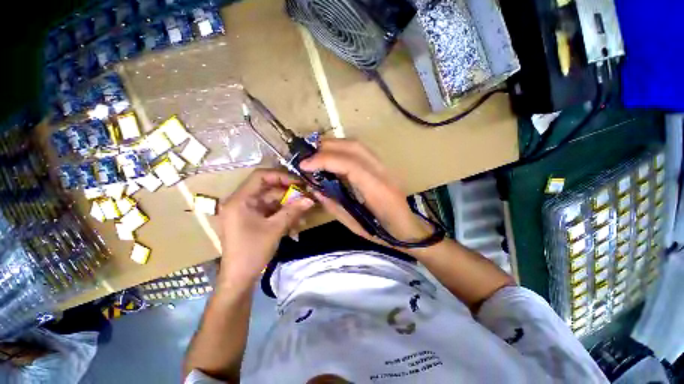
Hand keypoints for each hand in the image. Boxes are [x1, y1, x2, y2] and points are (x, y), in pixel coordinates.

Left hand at [218, 169, 313, 284]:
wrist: (239, 278)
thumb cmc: (252, 251)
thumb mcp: (275, 228)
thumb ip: (293, 211)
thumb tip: (311, 199)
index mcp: (240, 200)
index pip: (260, 176)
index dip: (281, 176)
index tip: (298, 183)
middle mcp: (242, 202)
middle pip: (269, 189)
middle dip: (290, 195)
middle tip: (307, 198)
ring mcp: (248, 211)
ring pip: (273, 202)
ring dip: (289, 208)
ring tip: (304, 216)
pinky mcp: (253, 220)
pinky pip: (271, 212)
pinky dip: (284, 216)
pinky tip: (296, 225)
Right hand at [300, 139, 431, 246]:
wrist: (410, 230)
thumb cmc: (384, 234)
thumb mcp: (355, 226)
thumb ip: (334, 206)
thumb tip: (315, 189)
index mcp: (377, 191)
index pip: (350, 164)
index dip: (324, 160)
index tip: (304, 165)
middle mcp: (383, 173)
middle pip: (354, 147)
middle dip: (327, 147)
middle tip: (307, 157)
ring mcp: (386, 168)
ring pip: (358, 145)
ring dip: (335, 145)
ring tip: (316, 154)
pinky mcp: (383, 167)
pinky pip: (361, 152)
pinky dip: (343, 150)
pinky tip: (333, 158)